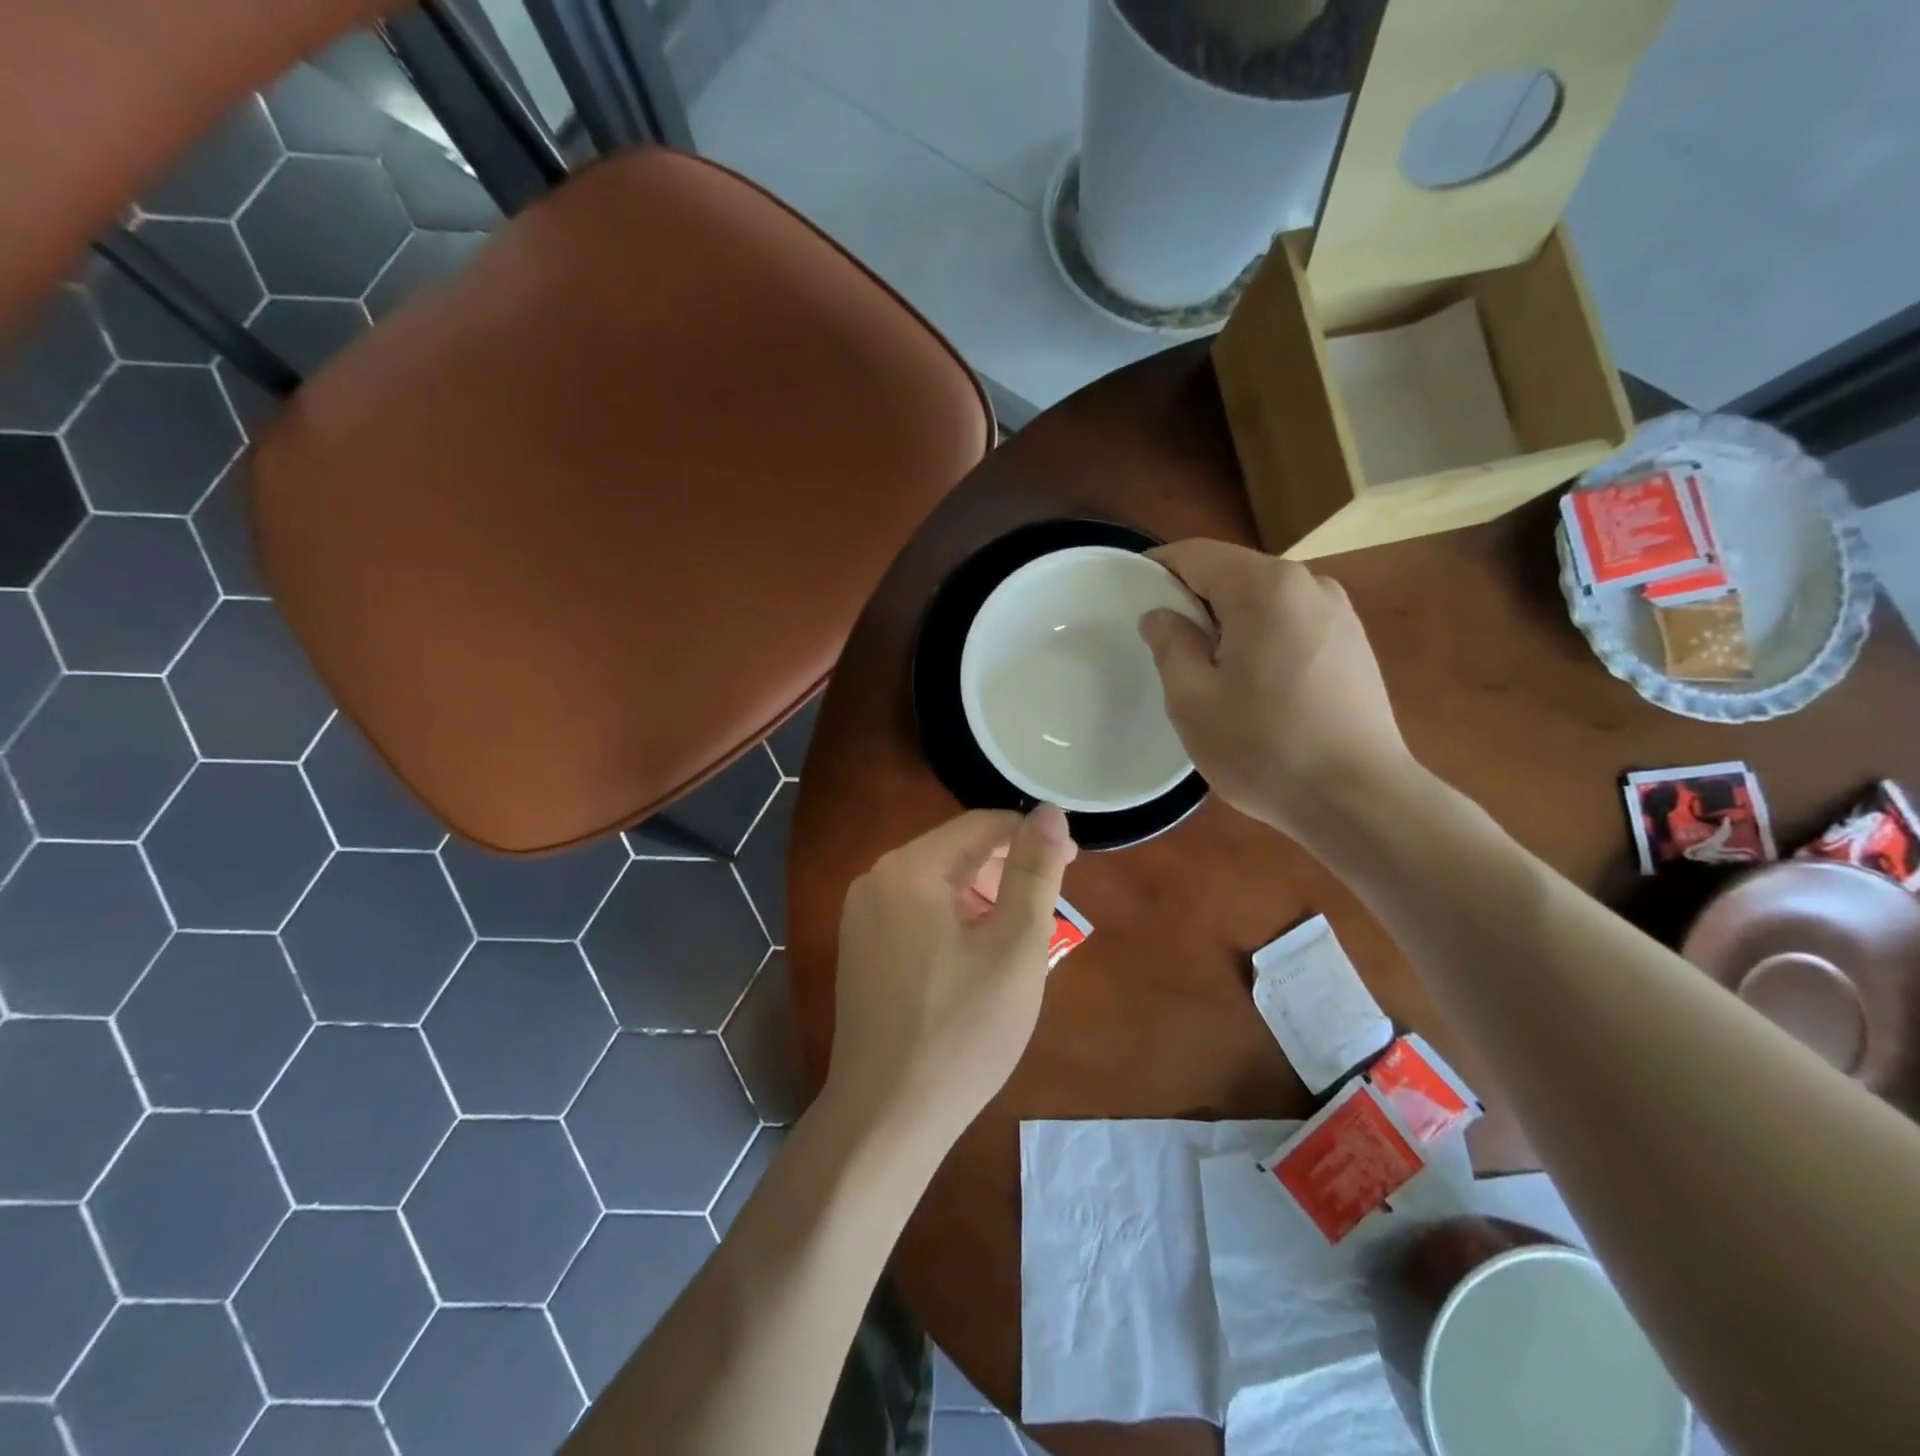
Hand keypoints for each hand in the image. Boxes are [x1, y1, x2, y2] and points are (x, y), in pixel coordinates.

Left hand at [825, 807, 1077, 1141]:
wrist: (886, 1116)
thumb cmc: (962, 1030)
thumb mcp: (1015, 947)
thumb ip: (1034, 872)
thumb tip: (1049, 812)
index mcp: (910, 868)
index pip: (982, 826)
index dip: (1032, 838)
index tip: (1074, 866)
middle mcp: (876, 880)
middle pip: (957, 853)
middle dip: (1008, 874)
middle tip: (1052, 913)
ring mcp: (862, 917)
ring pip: (939, 886)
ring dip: (985, 901)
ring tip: (1022, 940)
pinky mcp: (861, 950)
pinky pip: (918, 915)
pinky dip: (956, 923)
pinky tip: (980, 960)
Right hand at [1138, 539, 1409, 835]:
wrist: (1359, 799)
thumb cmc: (1264, 747)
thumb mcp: (1193, 700)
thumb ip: (1170, 644)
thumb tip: (1160, 615)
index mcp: (1265, 587)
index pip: (1196, 554)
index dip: (1156, 569)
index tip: (1127, 596)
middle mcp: (1308, 583)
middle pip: (1232, 573)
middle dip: (1192, 600)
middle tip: (1163, 645)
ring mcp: (1338, 612)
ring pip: (1262, 600)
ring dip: (1227, 622)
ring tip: (1208, 671)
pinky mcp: (1353, 643)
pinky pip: (1289, 622)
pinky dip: (1260, 637)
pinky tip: (1253, 684)